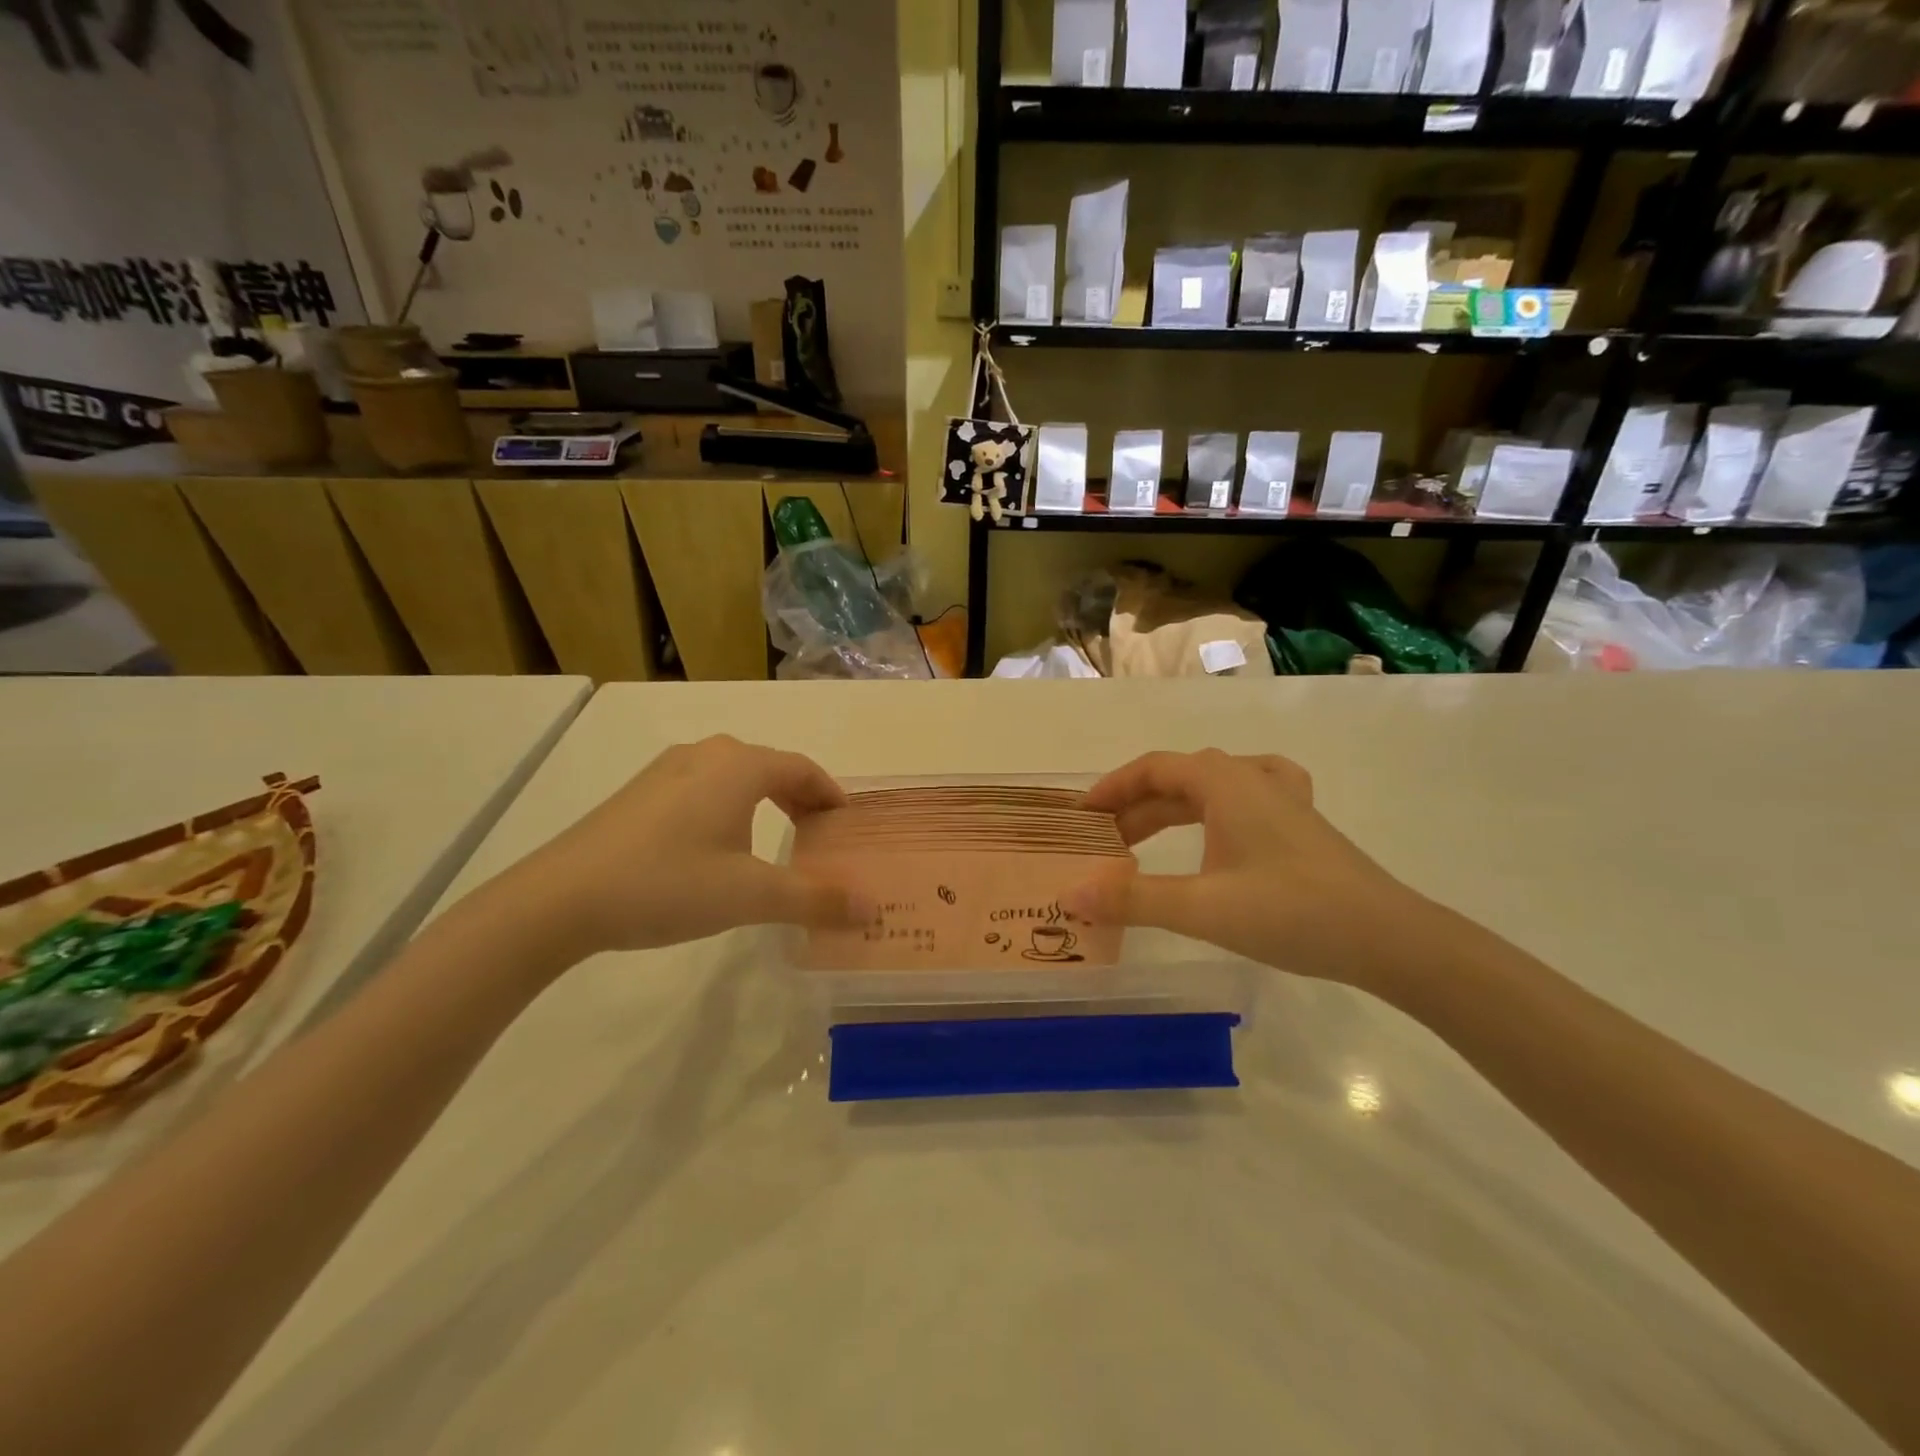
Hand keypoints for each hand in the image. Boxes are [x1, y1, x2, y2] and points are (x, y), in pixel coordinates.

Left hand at [506, 736, 857, 956]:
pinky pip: (703, 787)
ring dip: (764, 799)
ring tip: (775, 837)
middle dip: (800, 795)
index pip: (802, 768)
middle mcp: (706, 754)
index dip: (830, 793)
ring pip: (734, 775)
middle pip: (770, 766)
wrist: (560, 899)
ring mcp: (667, 770)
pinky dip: (729, 805)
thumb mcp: (750, 896)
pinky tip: (718, 844)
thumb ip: (815, 899)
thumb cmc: (668, 884)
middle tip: (818, 832)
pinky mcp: (639, 792)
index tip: (847, 822)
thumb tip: (873, 908)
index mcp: (739, 766)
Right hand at [1066, 750, 1423, 985]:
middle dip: (1135, 806)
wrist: (1388, 938)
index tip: (1082, 816)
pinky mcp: (1301, 823)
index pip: (1153, 768)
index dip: (1112, 788)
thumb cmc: (1290, 912)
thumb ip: (1133, 899)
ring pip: (1210, 787)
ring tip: (1142, 839)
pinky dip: (1216, 804)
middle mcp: (1251, 777)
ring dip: (1170, 809)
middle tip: (1103, 841)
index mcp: (1225, 782)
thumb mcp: (1202, 908)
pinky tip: (1220, 818)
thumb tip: (1071, 896)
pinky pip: (1246, 794)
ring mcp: (1282, 797)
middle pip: (1179, 778)